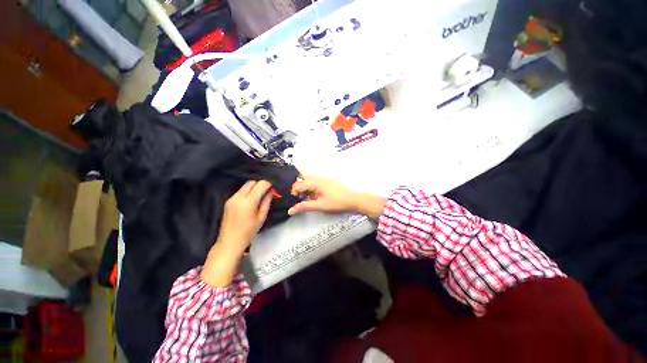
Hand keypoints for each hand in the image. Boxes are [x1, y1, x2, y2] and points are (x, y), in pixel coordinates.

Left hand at [201, 180, 272, 286]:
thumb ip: (267, 201)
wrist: (230, 241)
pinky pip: (240, 191)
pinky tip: (251, 200)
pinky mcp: (228, 201)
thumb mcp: (262, 217)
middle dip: (260, 184)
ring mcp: (232, 198)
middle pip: (251, 182)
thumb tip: (271, 191)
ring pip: (245, 186)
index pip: (260, 184)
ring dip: (254, 187)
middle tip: (267, 191)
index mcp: (248, 201)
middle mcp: (239, 197)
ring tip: (260, 196)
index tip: (273, 188)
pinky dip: (247, 192)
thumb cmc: (249, 232)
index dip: (268, 184)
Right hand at [289, 175, 385, 218]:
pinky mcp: (327, 180)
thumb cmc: (337, 202)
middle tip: (303, 200)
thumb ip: (304, 206)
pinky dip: (312, 188)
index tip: (298, 202)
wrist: (354, 199)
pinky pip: (314, 182)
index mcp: (314, 182)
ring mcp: (323, 177)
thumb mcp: (320, 206)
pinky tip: (317, 196)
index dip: (294, 193)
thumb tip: (290, 211)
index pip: (297, 185)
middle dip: (299, 190)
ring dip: (306, 189)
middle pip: (301, 180)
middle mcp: (317, 177)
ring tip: (310, 199)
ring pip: (308, 180)